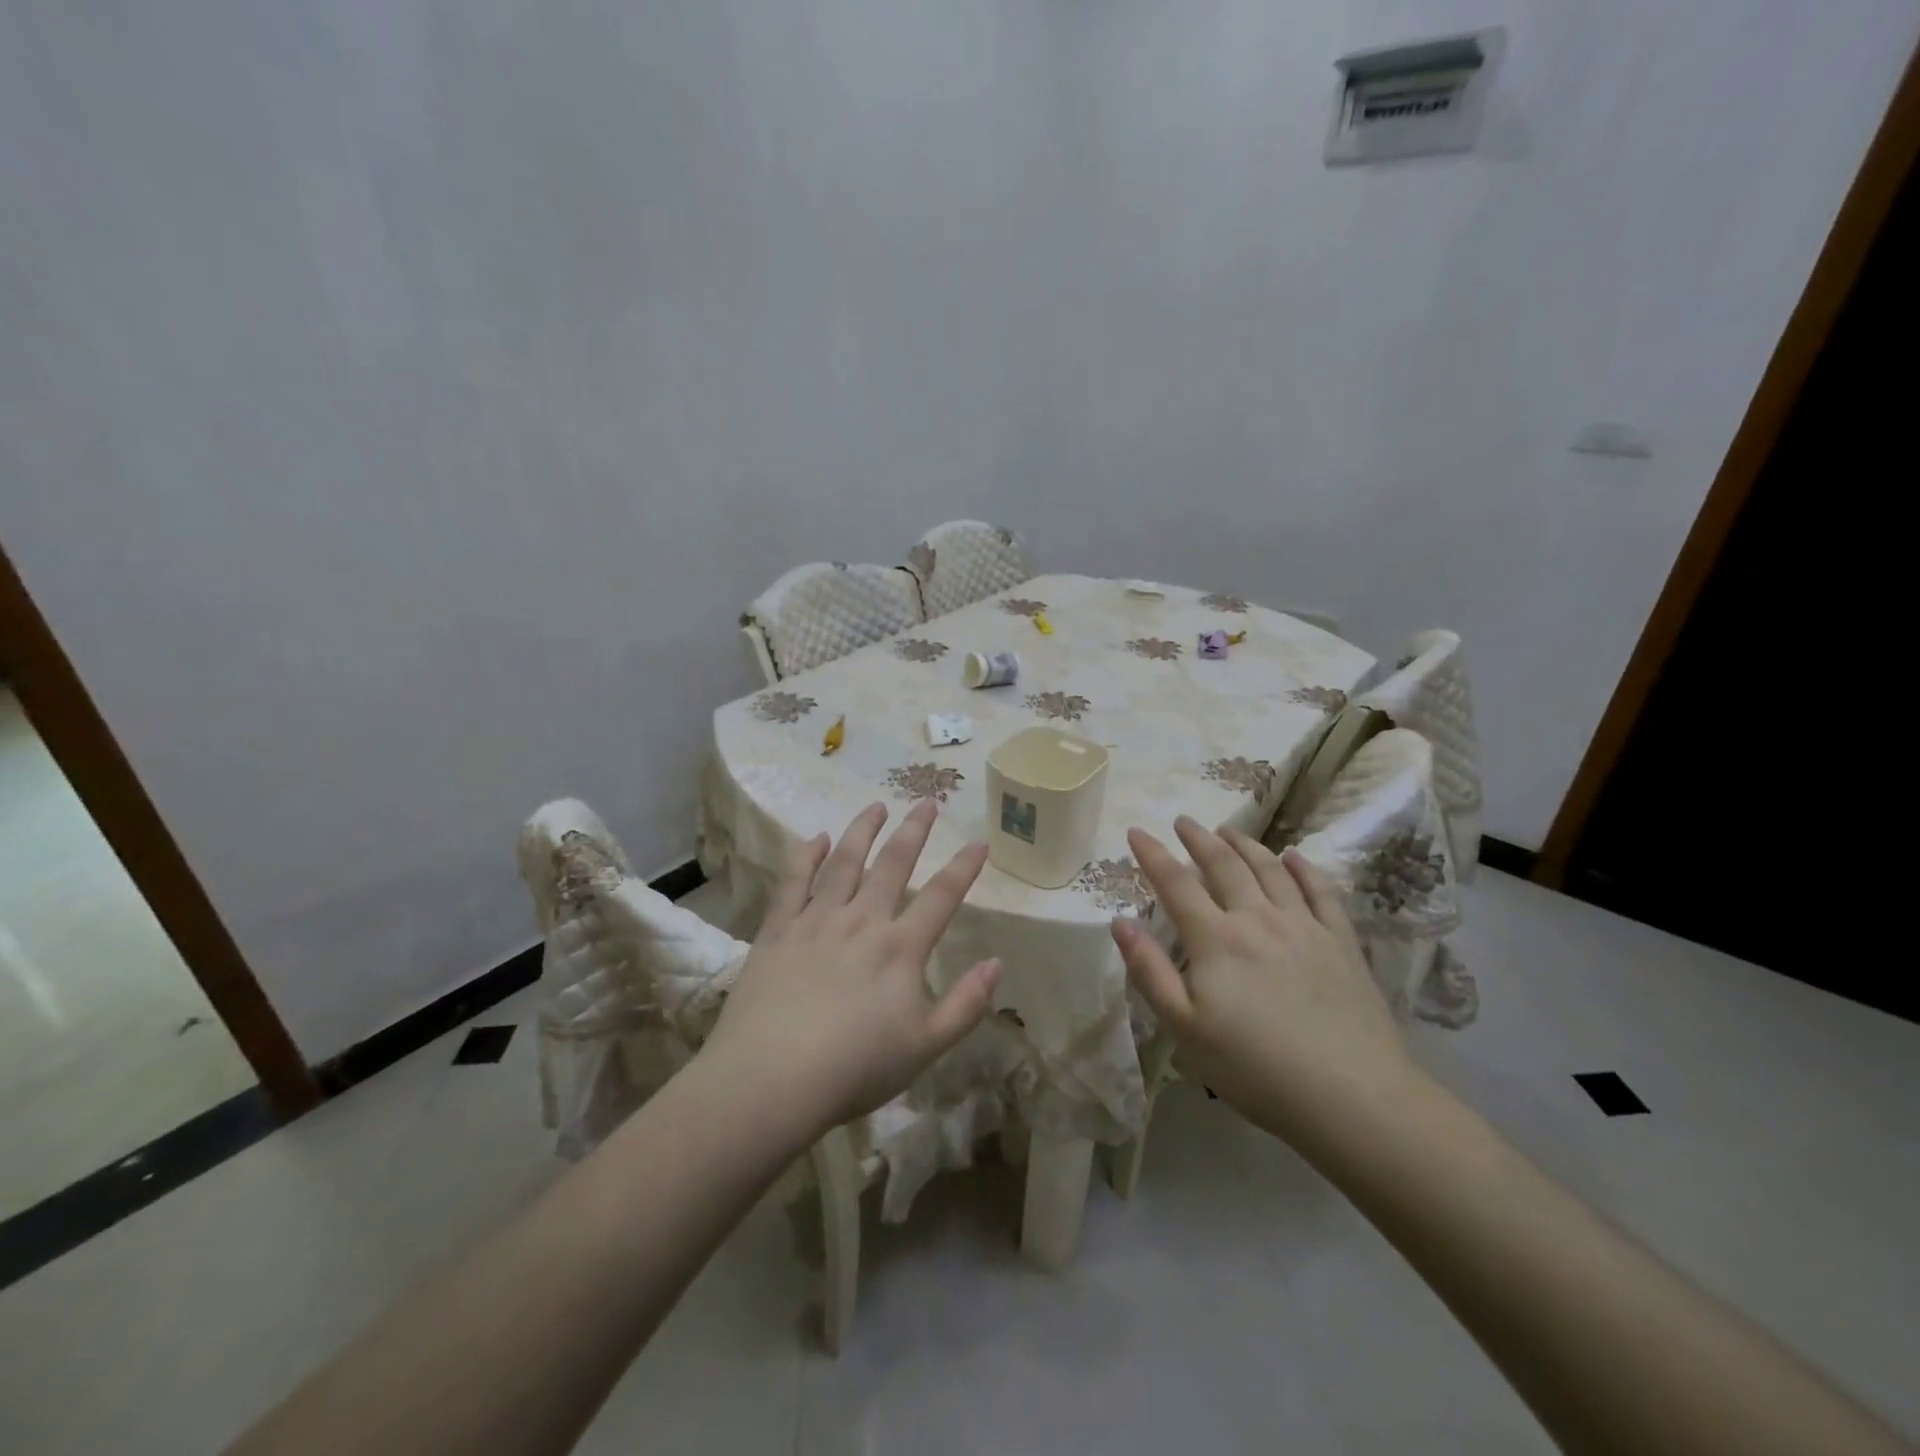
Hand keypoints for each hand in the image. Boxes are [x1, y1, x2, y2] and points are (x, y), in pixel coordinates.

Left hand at [703, 801, 1000, 1135]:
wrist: (771, 1079)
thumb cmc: (855, 1068)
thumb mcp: (925, 1047)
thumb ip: (966, 1005)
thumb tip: (997, 963)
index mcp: (900, 948)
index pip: (941, 896)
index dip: (963, 867)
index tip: (979, 841)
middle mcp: (862, 921)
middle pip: (893, 864)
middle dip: (913, 830)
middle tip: (926, 802)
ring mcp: (816, 920)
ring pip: (844, 862)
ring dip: (862, 831)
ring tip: (876, 806)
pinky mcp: (777, 930)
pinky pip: (793, 881)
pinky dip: (805, 855)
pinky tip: (814, 838)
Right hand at [1111, 816, 1421, 1153]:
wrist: (1351, 1096)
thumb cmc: (1254, 1068)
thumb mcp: (1185, 1028)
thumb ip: (1150, 971)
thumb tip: (1120, 923)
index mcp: (1216, 939)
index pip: (1176, 884)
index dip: (1153, 855)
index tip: (1136, 831)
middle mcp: (1258, 919)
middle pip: (1224, 866)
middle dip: (1199, 839)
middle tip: (1184, 821)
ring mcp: (1304, 926)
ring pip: (1271, 869)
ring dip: (1246, 844)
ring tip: (1229, 830)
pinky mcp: (1341, 942)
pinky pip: (1321, 891)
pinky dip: (1304, 868)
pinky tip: (1294, 856)